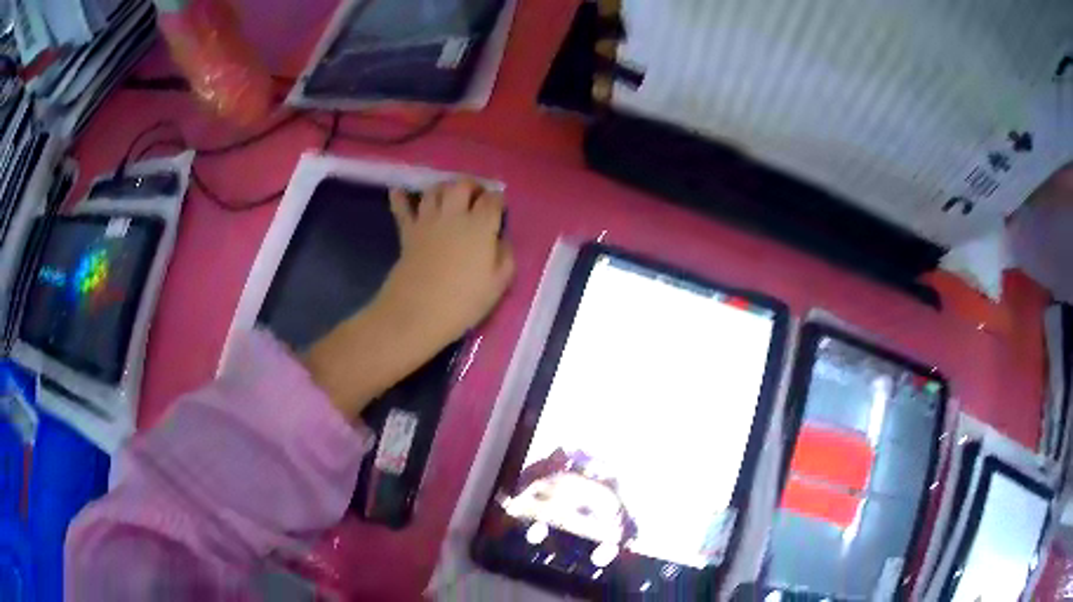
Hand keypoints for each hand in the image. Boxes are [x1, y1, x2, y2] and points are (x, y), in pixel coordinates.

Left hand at [303, 180, 512, 418]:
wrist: (417, 313)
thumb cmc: (463, 302)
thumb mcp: (498, 284)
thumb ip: (505, 256)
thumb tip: (501, 239)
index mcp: (480, 225)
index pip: (492, 199)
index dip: (498, 200)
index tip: (500, 207)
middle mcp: (454, 215)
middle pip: (462, 185)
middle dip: (472, 186)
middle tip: (477, 197)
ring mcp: (427, 221)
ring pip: (435, 190)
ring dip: (444, 188)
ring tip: (450, 197)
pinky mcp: (407, 232)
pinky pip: (402, 209)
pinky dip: (400, 198)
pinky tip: (398, 191)